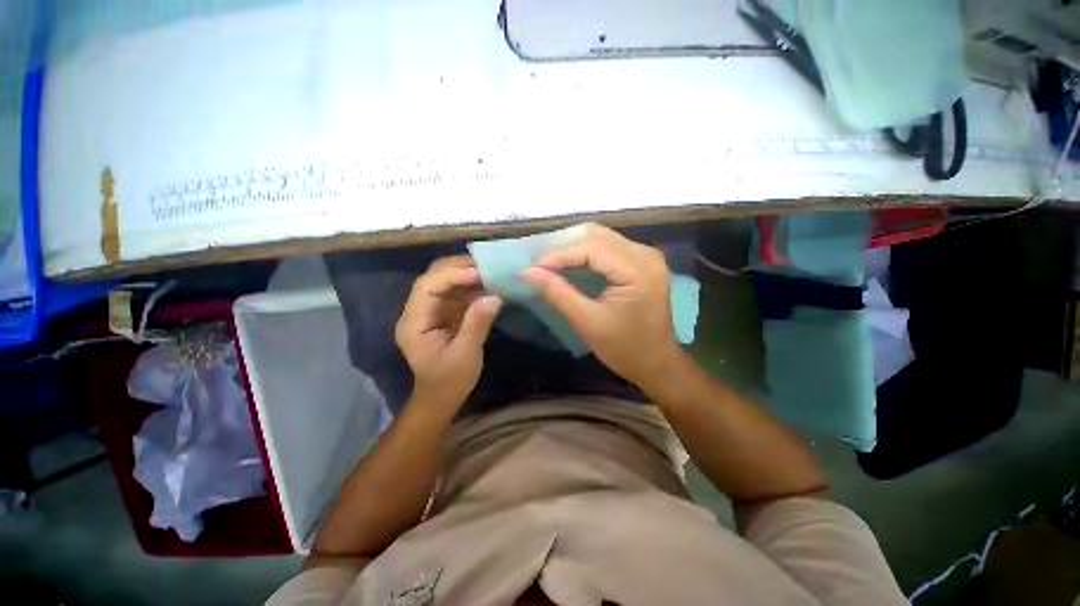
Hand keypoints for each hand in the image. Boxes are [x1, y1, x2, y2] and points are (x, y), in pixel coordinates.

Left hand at [395, 256, 501, 408]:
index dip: (453, 276)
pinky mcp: (445, 313)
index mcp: (414, 322)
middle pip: (434, 277)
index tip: (480, 274)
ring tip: (492, 271)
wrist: (442, 397)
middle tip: (488, 265)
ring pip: (446, 280)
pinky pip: (458, 292)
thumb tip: (495, 296)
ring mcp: (432, 310)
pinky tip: (490, 284)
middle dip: (460, 268)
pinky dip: (474, 285)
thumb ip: (477, 324)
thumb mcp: (465, 354)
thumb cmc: (449, 381)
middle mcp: (419, 311)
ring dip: (468, 273)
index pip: (428, 287)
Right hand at [520, 223, 681, 388]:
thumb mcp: (587, 322)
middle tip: (539, 264)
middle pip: (597, 235)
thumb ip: (557, 293)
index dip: (558, 254)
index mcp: (638, 269)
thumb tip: (527, 272)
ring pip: (602, 237)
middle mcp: (646, 254)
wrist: (657, 364)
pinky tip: (569, 264)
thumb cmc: (625, 349)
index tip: (532, 268)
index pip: (591, 247)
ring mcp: (646, 256)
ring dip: (573, 247)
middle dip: (564, 246)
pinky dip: (586, 253)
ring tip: (549, 263)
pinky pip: (609, 247)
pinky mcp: (642, 262)